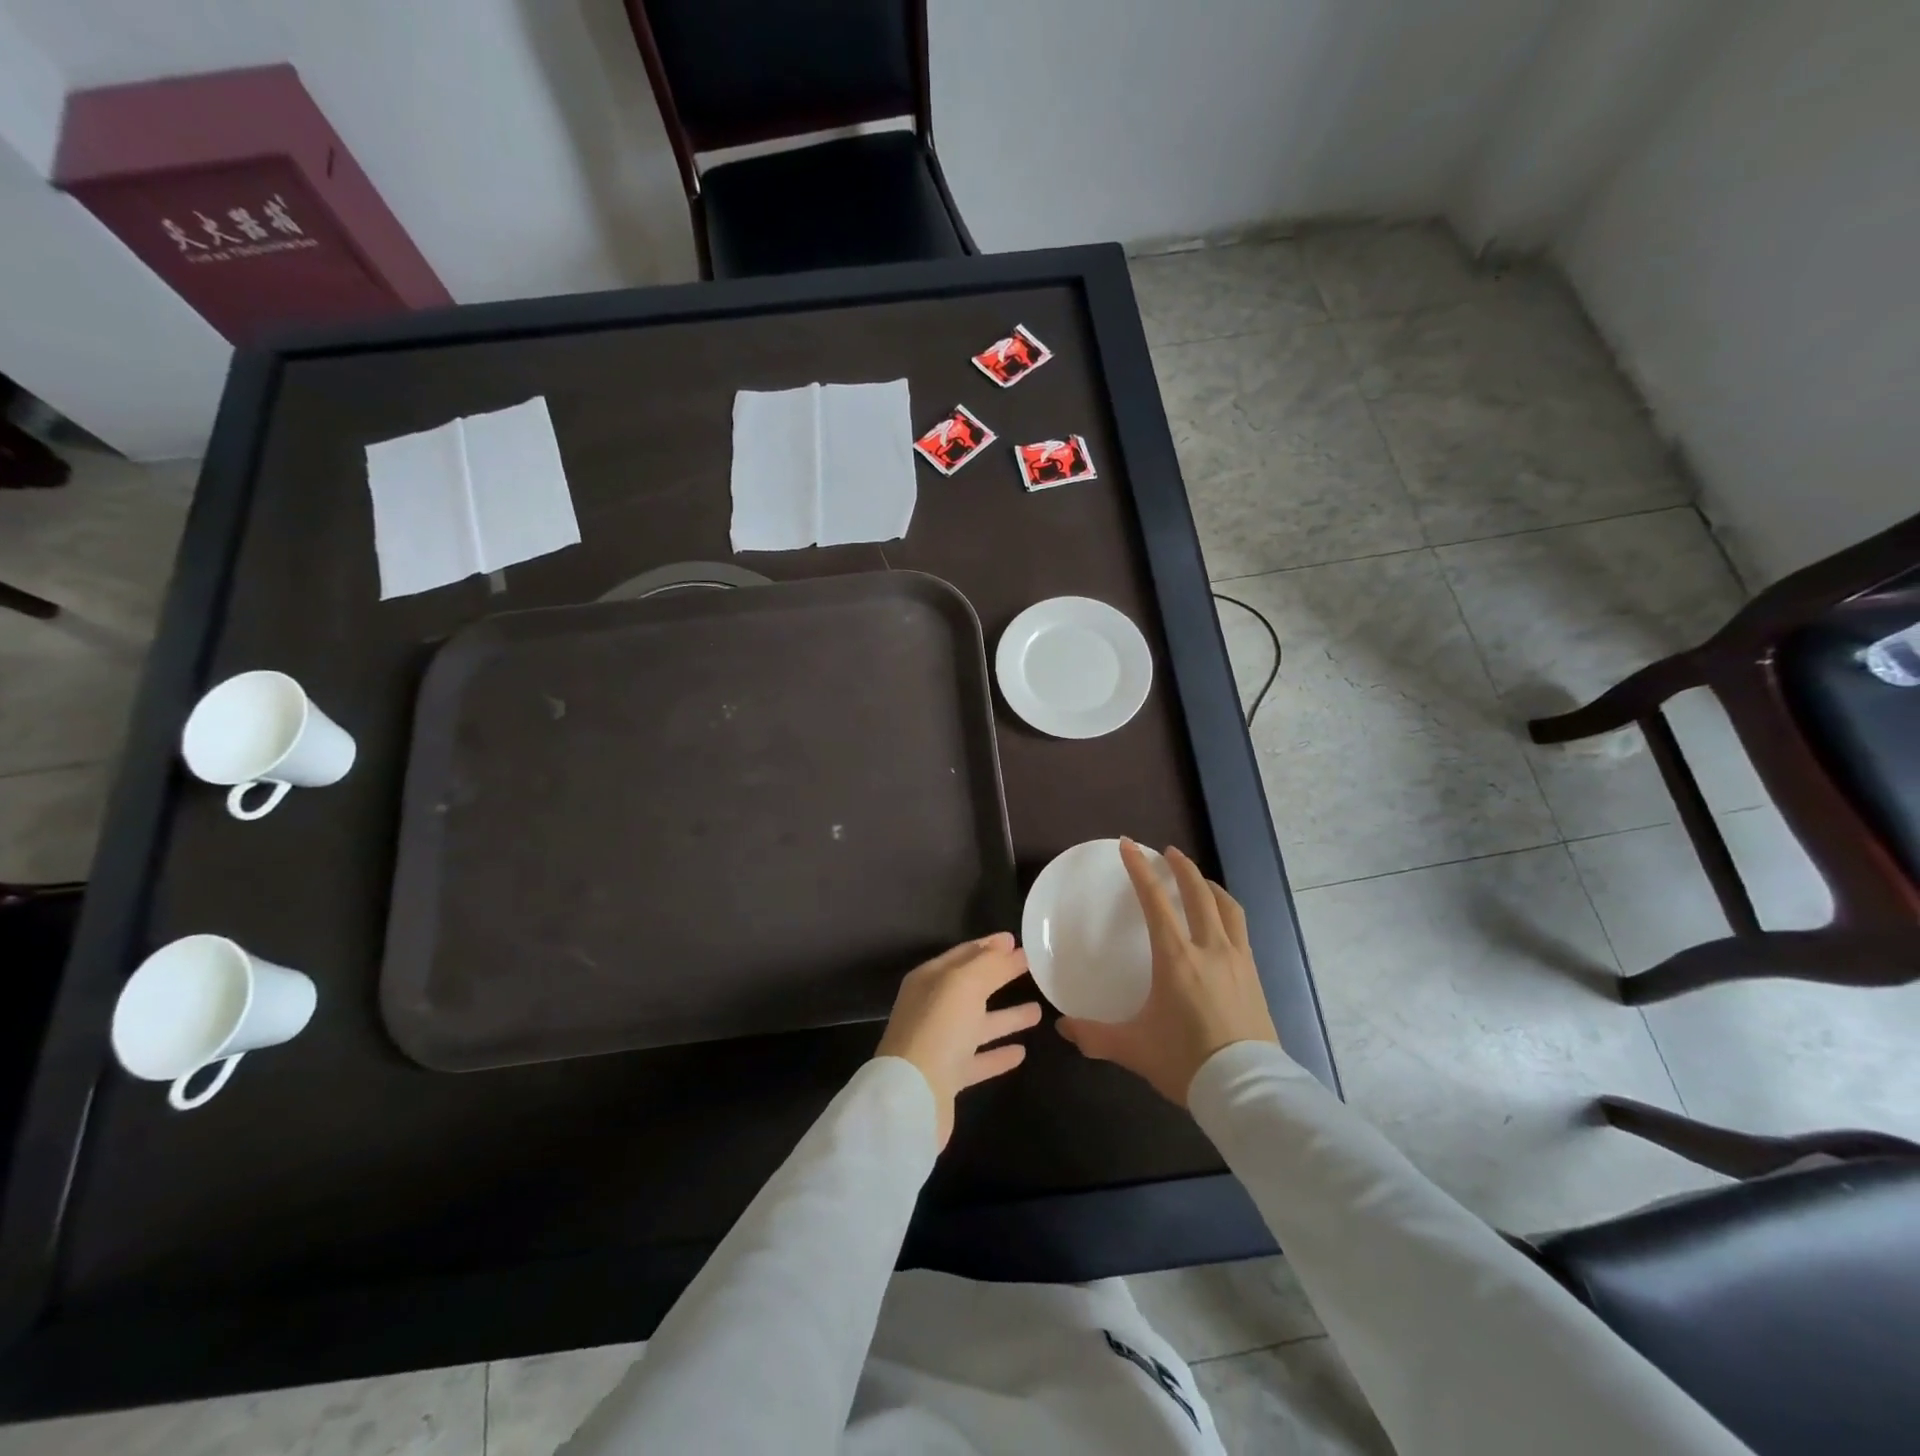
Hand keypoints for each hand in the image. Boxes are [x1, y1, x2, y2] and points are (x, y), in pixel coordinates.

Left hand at [876, 932, 1041, 1149]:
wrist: (912, 1097)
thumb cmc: (938, 1029)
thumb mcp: (964, 983)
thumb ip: (989, 964)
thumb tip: (1008, 947)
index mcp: (929, 980)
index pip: (963, 954)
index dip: (989, 946)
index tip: (1015, 940)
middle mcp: (932, 1008)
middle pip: (971, 987)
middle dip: (999, 976)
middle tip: (1031, 968)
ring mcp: (939, 1044)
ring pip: (978, 1024)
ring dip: (1006, 1017)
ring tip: (1038, 1010)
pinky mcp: (949, 1077)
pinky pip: (979, 1059)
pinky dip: (998, 1054)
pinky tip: (1022, 1052)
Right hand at [1056, 840, 1277, 1105]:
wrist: (1247, 1091)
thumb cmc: (1187, 1062)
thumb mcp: (1134, 1049)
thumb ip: (1095, 1035)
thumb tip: (1063, 1028)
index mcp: (1176, 958)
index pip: (1155, 901)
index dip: (1140, 869)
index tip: (1129, 845)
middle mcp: (1209, 949)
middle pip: (1198, 893)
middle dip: (1181, 867)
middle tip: (1168, 852)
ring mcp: (1238, 961)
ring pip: (1227, 908)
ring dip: (1210, 886)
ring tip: (1199, 880)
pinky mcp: (1255, 977)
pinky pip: (1241, 931)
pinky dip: (1227, 913)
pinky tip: (1222, 923)